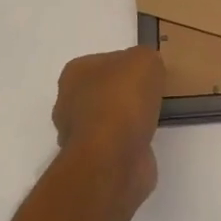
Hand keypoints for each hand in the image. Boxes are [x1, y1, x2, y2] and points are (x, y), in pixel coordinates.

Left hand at [53, 47, 164, 207]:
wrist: (113, 157)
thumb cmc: (123, 100)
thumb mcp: (144, 60)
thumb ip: (145, 59)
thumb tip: (145, 72)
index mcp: (75, 74)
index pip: (103, 62)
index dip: (127, 66)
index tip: (147, 74)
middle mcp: (68, 103)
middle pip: (103, 91)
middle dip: (124, 94)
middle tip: (151, 96)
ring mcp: (78, 135)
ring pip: (108, 120)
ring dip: (127, 121)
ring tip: (153, 118)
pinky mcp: (92, 161)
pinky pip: (115, 144)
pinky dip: (130, 143)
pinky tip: (147, 140)